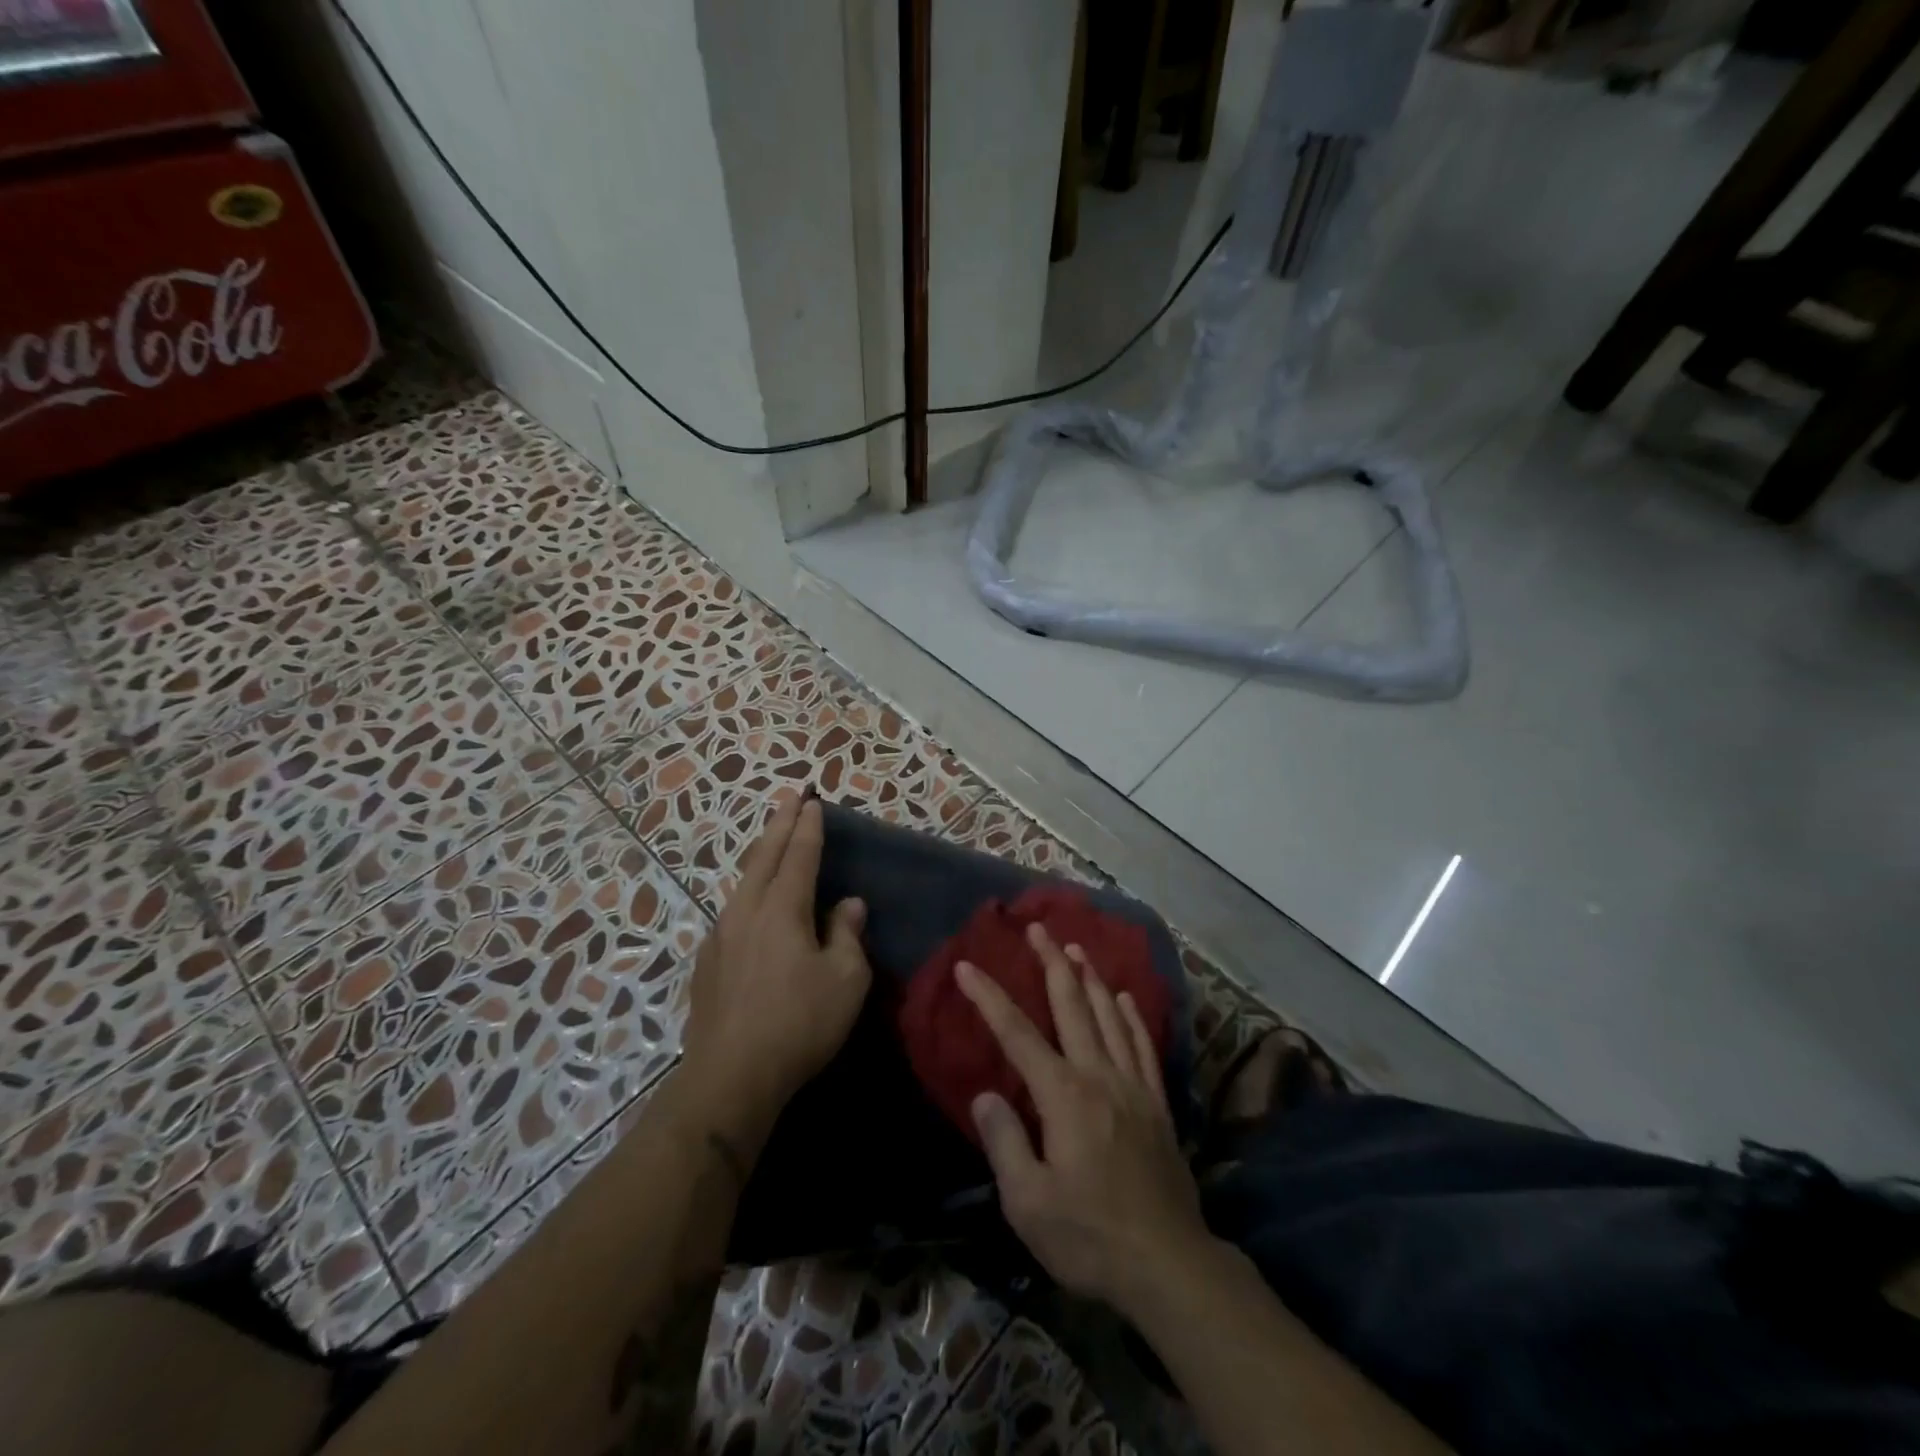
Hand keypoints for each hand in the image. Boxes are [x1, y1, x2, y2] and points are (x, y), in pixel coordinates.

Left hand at [681, 793, 870, 1148]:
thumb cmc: (799, 1023)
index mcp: (782, 909)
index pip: (798, 855)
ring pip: (743, 881)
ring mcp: (721, 935)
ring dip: (760, 854)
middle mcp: (746, 911)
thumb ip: (847, 935)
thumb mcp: (845, 980)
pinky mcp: (708, 961)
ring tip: (772, 840)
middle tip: (790, 797)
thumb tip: (847, 905)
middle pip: (763, 856)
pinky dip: (749, 888)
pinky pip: (734, 909)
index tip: (813, 801)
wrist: (731, 1076)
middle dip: (779, 824)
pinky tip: (753, 901)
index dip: (808, 827)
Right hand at [957, 925, 1212, 1317]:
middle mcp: (1099, 1075)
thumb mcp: (1029, 1203)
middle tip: (1037, 928)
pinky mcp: (1157, 1103)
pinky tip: (1124, 997)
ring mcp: (1133, 1085)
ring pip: (1109, 1015)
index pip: (1017, 1034)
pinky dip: (1131, 1015)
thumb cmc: (1090, 1237)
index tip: (967, 966)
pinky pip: (1143, 1045)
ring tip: (1075, 947)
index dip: (989, 997)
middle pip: (1071, 1006)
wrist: (1169, 1265)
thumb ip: (1005, 1142)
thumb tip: (987, 1094)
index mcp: (1063, 1095)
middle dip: (1050, 963)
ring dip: (1090, 977)